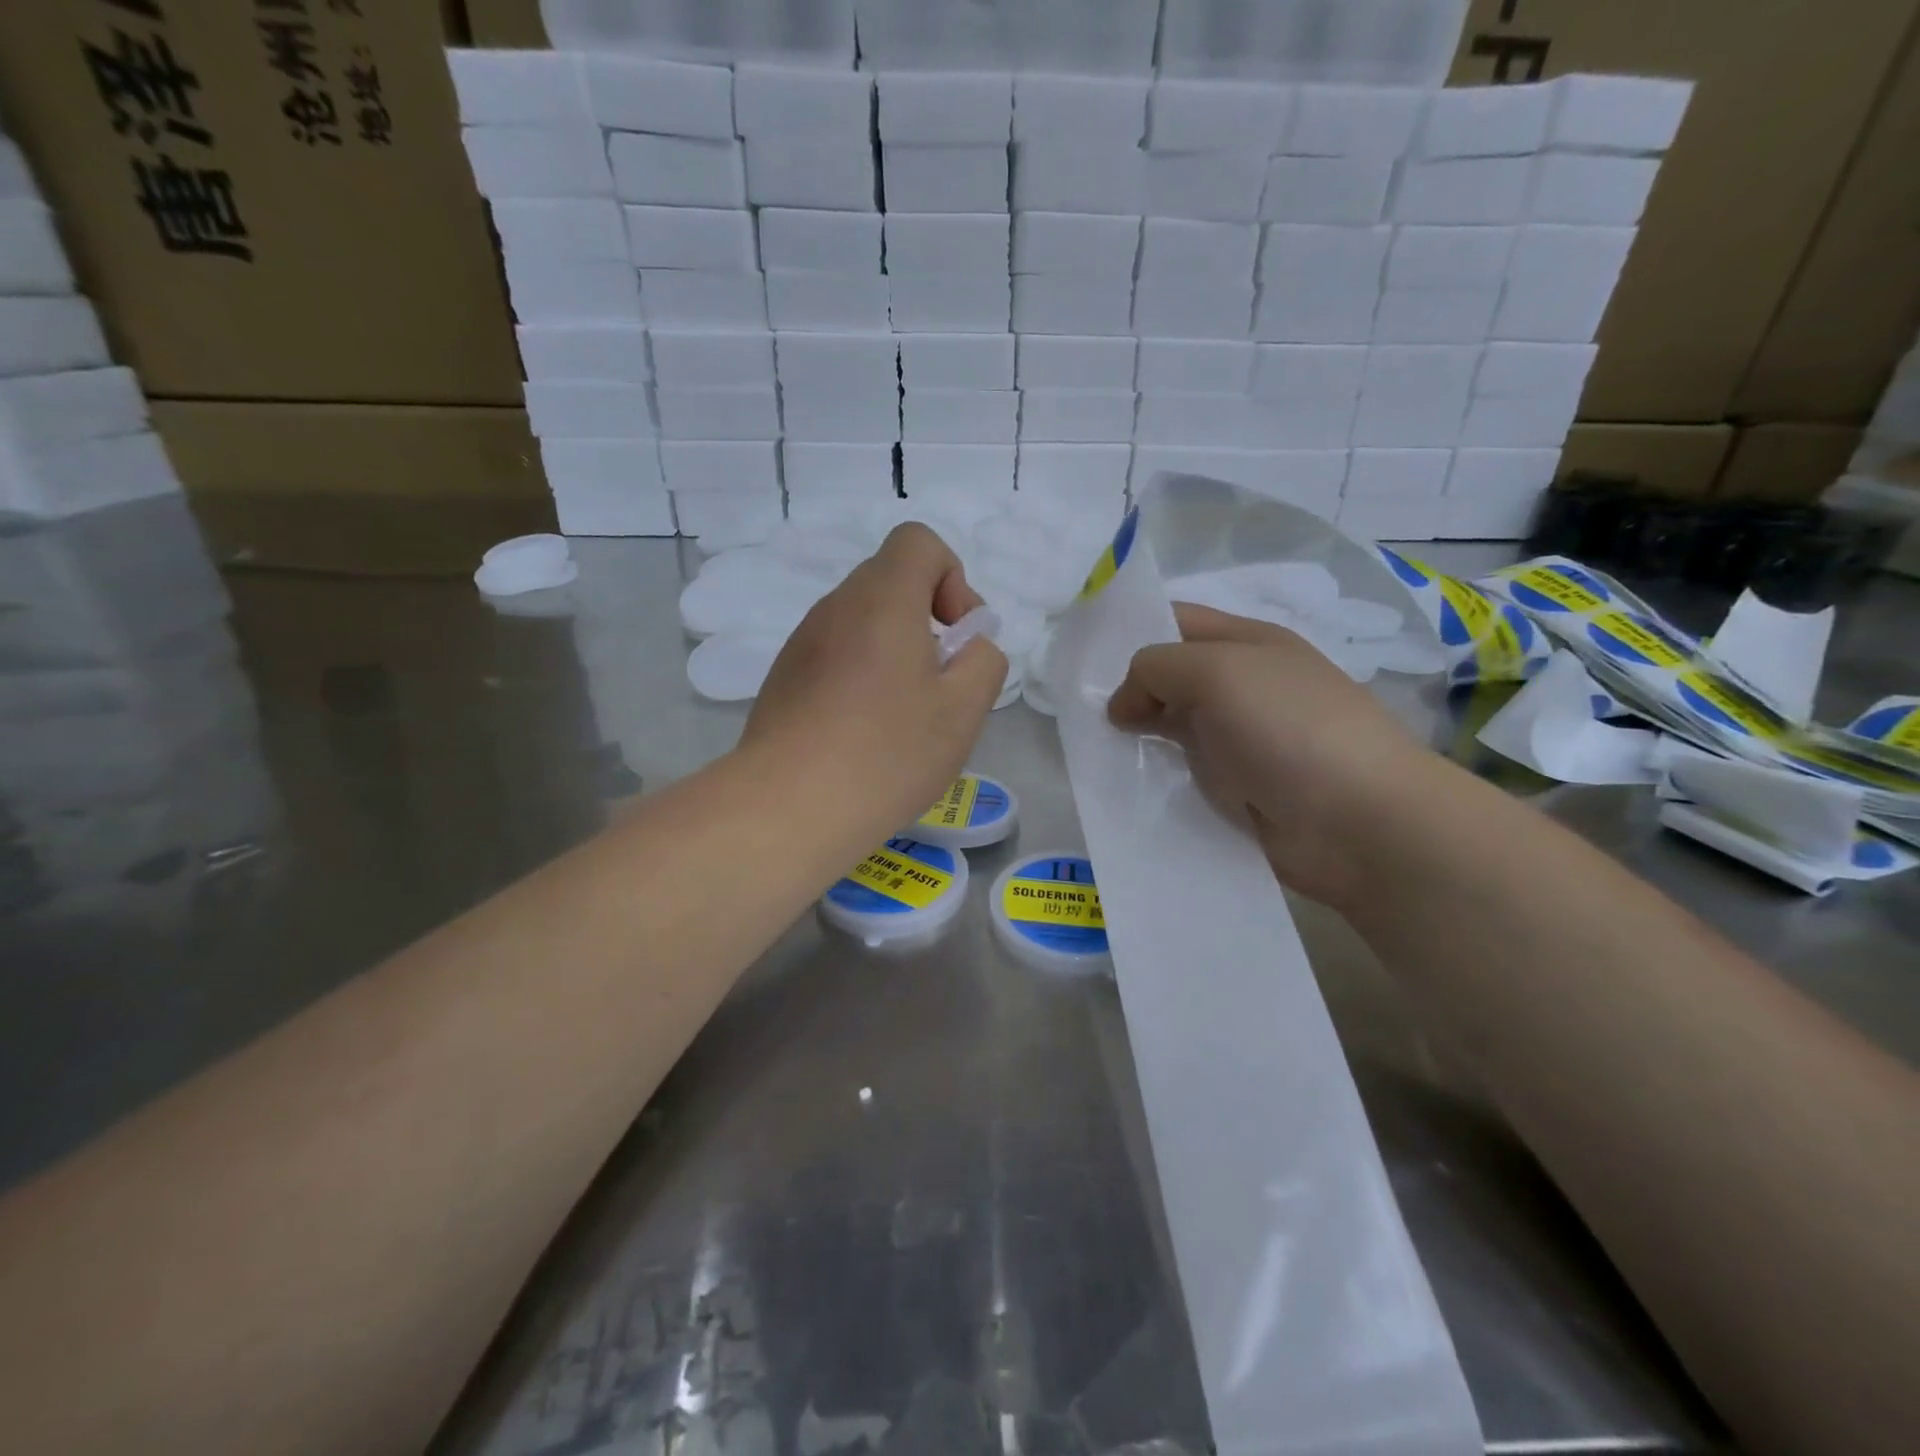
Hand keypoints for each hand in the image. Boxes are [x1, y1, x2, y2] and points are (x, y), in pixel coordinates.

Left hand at [743, 524, 1007, 839]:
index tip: (956, 636)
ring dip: (894, 651)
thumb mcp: (964, 710)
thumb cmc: (887, 752)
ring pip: (862, 622)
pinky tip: (864, 733)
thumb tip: (968, 647)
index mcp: (882, 599)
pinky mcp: (783, 679)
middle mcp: (836, 607)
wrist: (789, 807)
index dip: (952, 578)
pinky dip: (861, 675)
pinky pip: (835, 655)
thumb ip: (984, 661)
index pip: (918, 542)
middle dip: (927, 620)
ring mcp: (802, 643)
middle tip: (940, 683)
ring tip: (903, 716)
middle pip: (891, 582)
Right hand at [1107, 603, 1435, 907]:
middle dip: (1127, 690)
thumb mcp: (1215, 672)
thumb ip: (1156, 669)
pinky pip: (1184, 774)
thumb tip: (1121, 705)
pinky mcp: (1238, 789)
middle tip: (1077, 712)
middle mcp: (1244, 686)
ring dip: (1137, 737)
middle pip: (1171, 678)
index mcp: (1247, 643)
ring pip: (1172, 729)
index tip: (1082, 659)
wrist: (1359, 821)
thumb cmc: (1288, 727)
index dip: (1131, 631)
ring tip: (1092, 750)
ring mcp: (1242, 740)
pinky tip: (1123, 785)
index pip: (1176, 622)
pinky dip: (1155, 777)